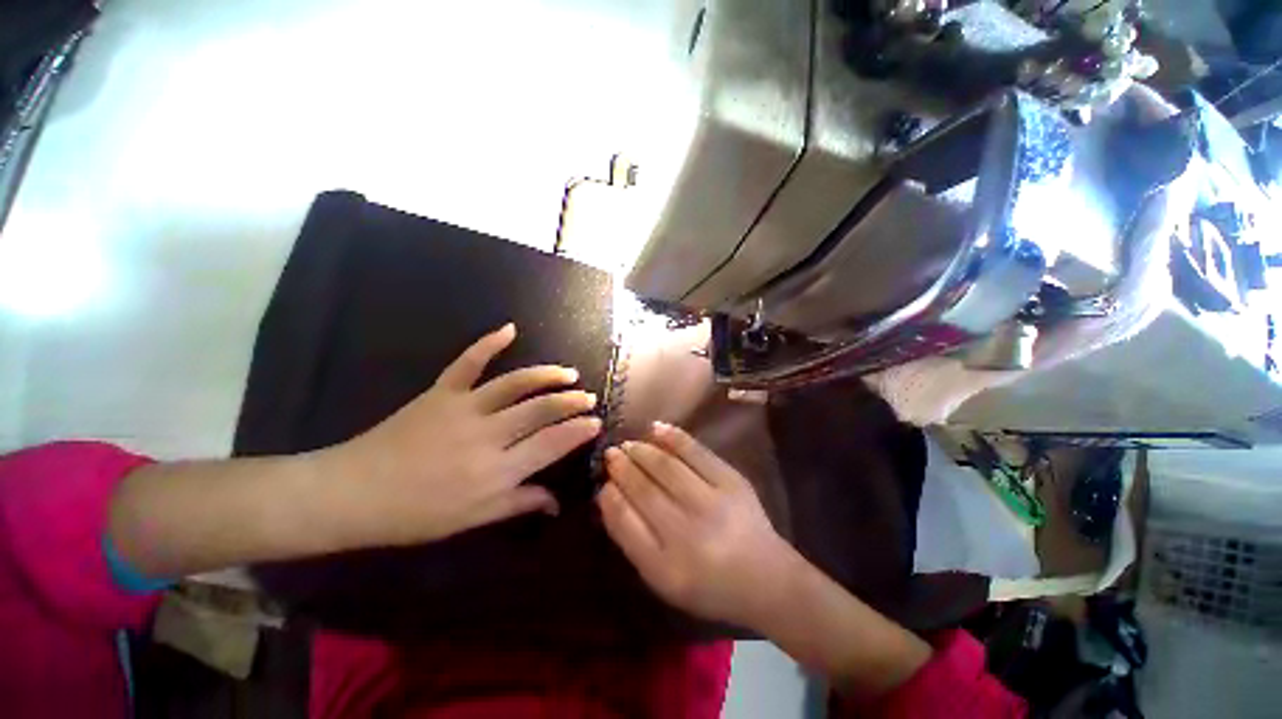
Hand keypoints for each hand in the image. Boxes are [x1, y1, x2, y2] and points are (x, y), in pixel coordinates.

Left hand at [322, 323, 600, 546]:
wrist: (352, 494)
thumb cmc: (415, 515)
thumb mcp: (473, 519)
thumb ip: (519, 504)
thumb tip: (557, 502)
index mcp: (495, 471)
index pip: (550, 444)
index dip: (578, 431)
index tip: (596, 422)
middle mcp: (487, 436)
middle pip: (540, 410)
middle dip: (571, 401)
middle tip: (589, 397)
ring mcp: (464, 408)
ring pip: (515, 384)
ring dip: (547, 376)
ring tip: (568, 374)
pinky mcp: (441, 392)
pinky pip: (468, 363)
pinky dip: (488, 343)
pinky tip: (509, 329)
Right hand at [597, 422, 798, 627]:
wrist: (766, 579)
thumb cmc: (708, 584)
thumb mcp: (663, 578)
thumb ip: (632, 539)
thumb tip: (608, 495)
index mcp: (668, 568)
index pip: (626, 522)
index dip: (611, 497)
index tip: (603, 481)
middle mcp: (689, 534)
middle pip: (645, 490)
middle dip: (623, 468)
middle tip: (611, 454)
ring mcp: (713, 503)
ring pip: (666, 467)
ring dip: (642, 451)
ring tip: (629, 444)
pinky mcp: (732, 481)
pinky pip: (696, 452)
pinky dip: (673, 437)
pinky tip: (655, 428)